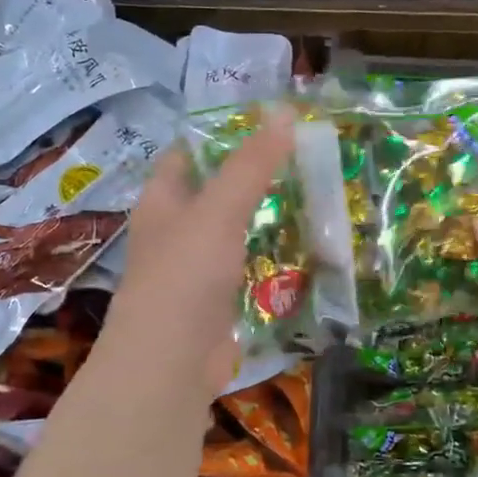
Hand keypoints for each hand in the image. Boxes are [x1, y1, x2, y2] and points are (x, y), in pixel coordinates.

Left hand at [103, 113, 295, 396]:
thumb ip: (251, 164)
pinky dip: (272, 260)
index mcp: (162, 202)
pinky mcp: (217, 304)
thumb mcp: (219, 210)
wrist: (169, 365)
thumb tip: (284, 111)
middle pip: (216, 193)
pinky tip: (306, 251)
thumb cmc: (184, 276)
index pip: (187, 155)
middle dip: (255, 177)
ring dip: (267, 219)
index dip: (221, 135)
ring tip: (315, 196)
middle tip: (305, 158)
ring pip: (236, 233)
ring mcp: (195, 271)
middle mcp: (175, 232)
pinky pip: (249, 270)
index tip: (267, 122)